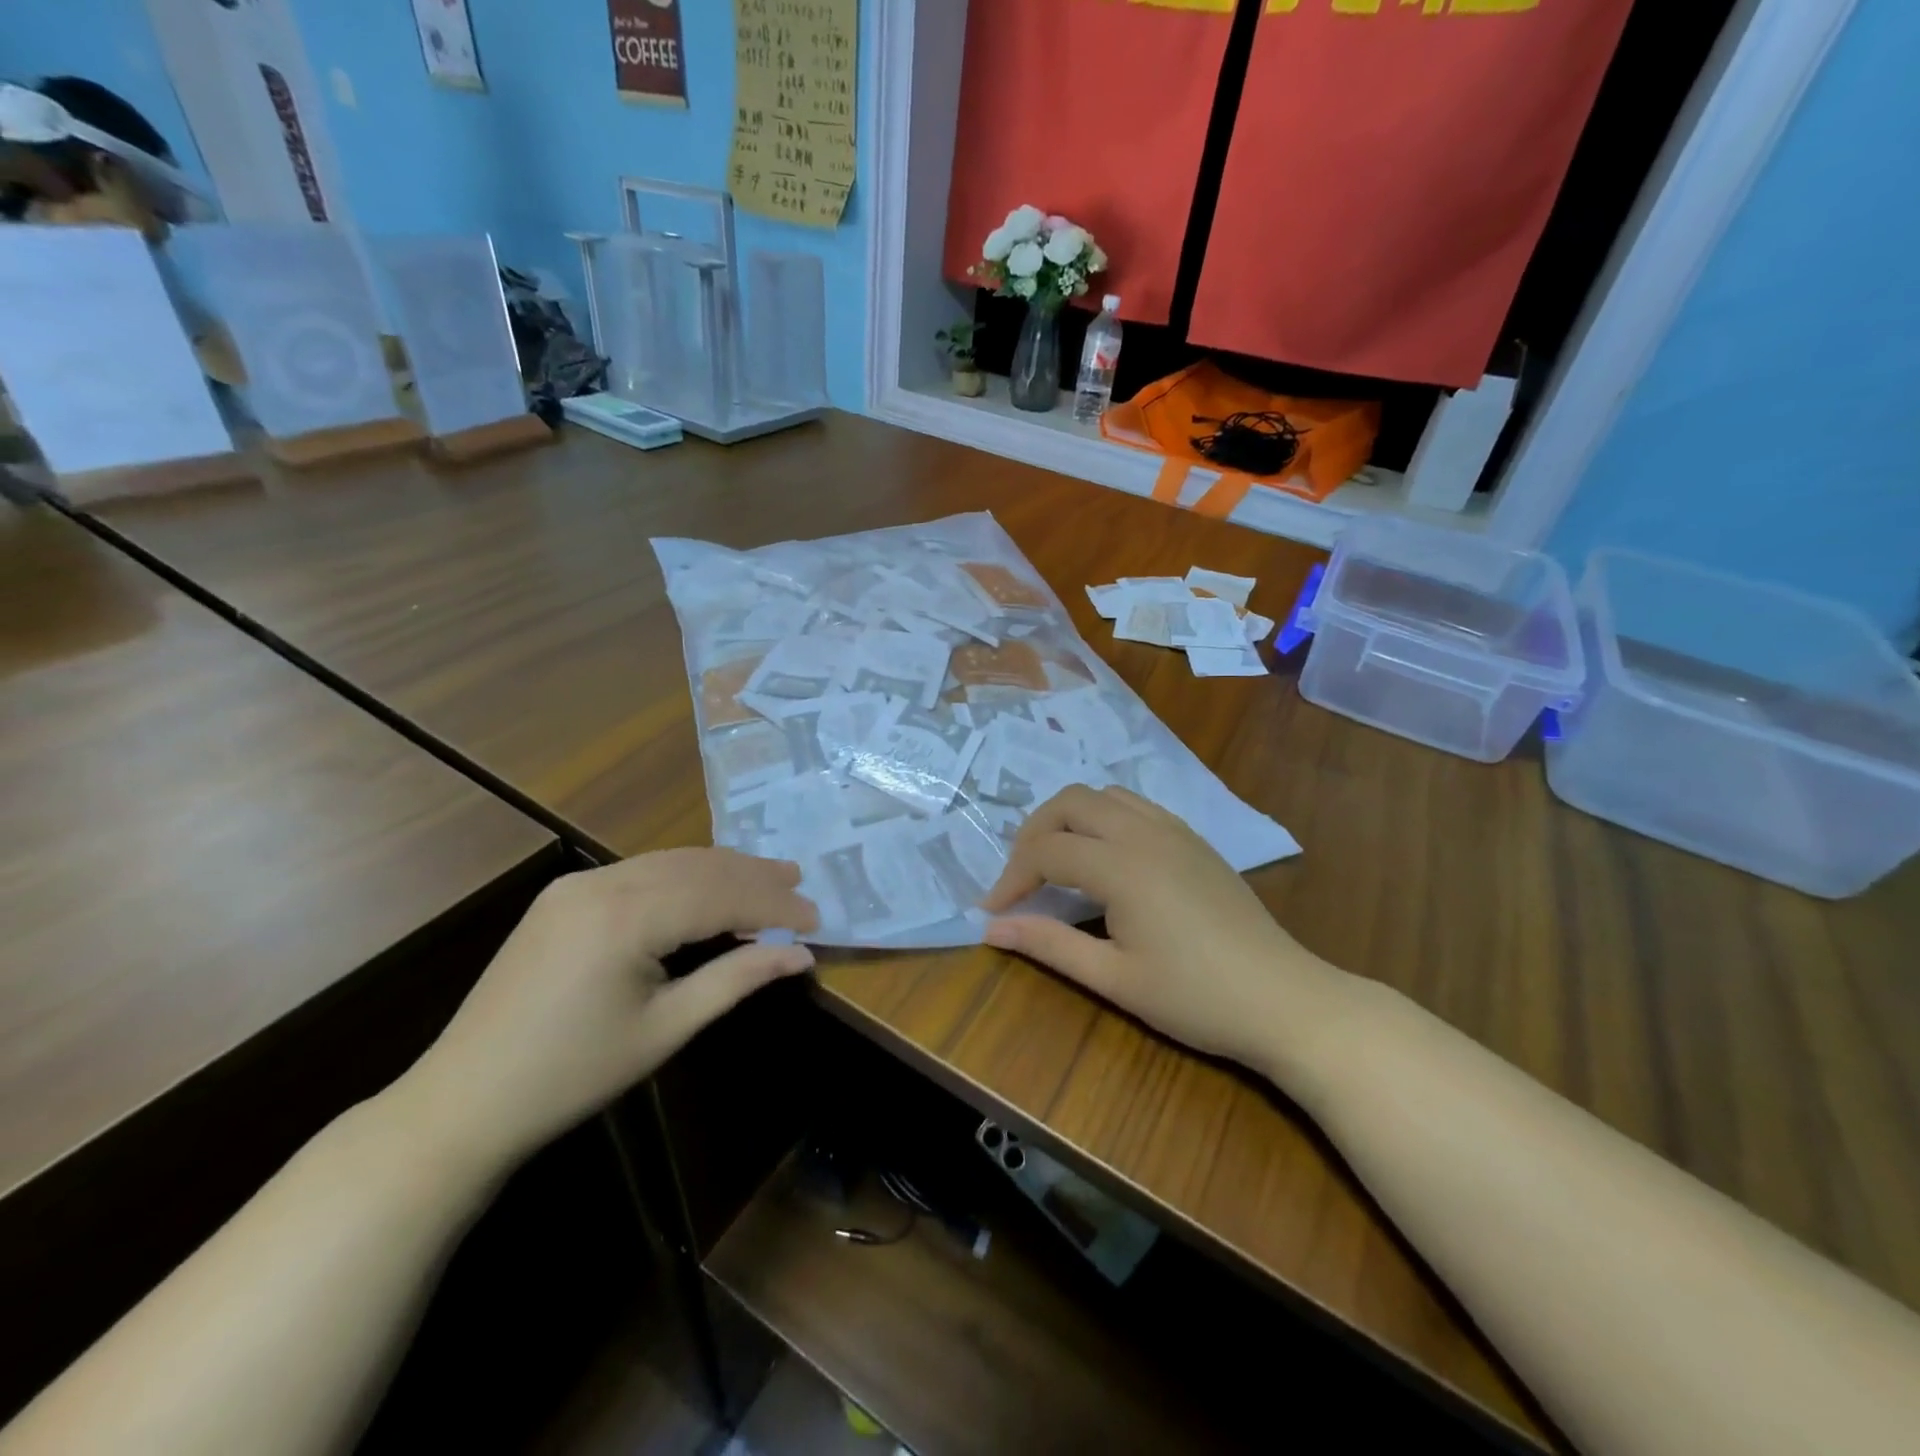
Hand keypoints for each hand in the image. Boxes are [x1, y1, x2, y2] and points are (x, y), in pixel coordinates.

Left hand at [396, 850, 817, 1170]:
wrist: (463, 1100)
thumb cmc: (572, 1075)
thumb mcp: (666, 1029)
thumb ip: (737, 979)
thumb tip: (800, 954)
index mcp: (626, 917)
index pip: (720, 896)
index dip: (772, 906)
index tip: (816, 919)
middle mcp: (602, 883)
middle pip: (698, 868)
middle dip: (753, 876)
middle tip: (800, 883)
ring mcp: (578, 884)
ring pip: (670, 862)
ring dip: (722, 869)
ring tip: (768, 877)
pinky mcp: (564, 895)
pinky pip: (641, 872)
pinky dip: (685, 877)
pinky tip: (708, 888)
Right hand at [981, 786, 1343, 1077]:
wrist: (1283, 999)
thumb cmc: (1196, 997)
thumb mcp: (1114, 978)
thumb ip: (1049, 944)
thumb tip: (991, 928)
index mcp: (1122, 865)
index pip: (1047, 851)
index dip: (1011, 877)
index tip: (992, 911)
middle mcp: (1144, 832)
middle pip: (1069, 802)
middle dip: (1034, 833)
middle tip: (1021, 878)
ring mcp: (1174, 830)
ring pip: (1104, 795)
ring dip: (1069, 819)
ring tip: (1056, 862)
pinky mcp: (1193, 839)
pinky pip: (1135, 806)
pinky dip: (1104, 818)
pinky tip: (1105, 857)